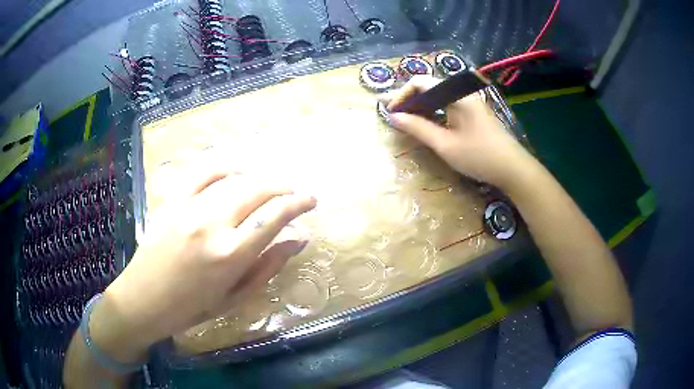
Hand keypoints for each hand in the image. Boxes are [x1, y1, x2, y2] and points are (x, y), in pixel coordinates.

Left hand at [90, 168, 315, 361]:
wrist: (143, 300)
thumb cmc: (191, 308)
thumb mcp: (234, 298)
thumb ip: (267, 267)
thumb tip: (298, 241)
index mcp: (230, 255)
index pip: (274, 217)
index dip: (298, 203)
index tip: (311, 200)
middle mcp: (212, 224)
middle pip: (258, 191)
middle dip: (283, 187)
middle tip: (295, 193)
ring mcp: (189, 208)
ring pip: (234, 180)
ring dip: (259, 179)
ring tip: (270, 187)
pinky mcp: (172, 201)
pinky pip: (202, 173)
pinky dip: (223, 168)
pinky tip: (235, 172)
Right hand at [381, 75, 536, 189]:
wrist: (513, 169)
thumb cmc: (479, 156)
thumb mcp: (445, 144)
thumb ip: (418, 128)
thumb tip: (394, 116)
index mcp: (456, 95)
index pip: (421, 83)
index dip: (401, 94)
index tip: (389, 111)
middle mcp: (462, 93)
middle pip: (428, 87)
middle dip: (407, 98)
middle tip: (388, 110)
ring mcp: (469, 102)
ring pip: (437, 97)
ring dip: (419, 105)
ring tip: (401, 115)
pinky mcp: (473, 113)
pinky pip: (447, 105)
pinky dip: (432, 111)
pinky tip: (423, 120)